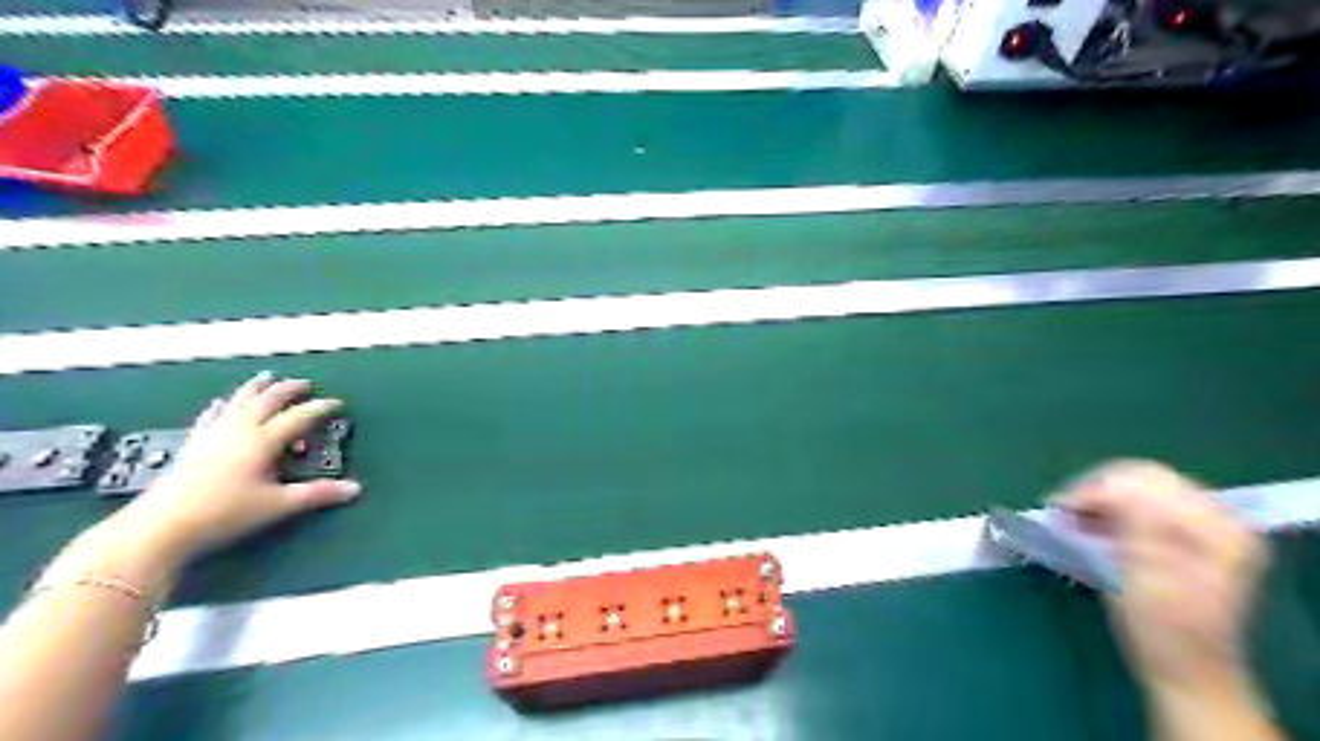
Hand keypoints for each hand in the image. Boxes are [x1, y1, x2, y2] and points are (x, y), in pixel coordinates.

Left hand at [110, 372, 359, 563]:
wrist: (161, 527)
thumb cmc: (224, 514)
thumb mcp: (278, 505)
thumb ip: (317, 494)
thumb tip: (355, 489)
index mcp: (262, 441)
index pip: (298, 417)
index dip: (320, 408)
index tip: (336, 404)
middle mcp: (238, 431)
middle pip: (267, 401)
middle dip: (288, 390)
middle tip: (305, 384)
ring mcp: (212, 435)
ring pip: (238, 402)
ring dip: (255, 389)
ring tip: (266, 378)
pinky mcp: (193, 446)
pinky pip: (211, 417)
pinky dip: (221, 407)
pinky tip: (219, 403)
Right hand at [1053, 462, 1267, 690]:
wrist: (1185, 671)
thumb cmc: (1162, 631)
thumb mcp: (1145, 576)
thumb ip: (1135, 524)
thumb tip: (1107, 485)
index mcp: (1215, 526)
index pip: (1145, 479)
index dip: (1097, 487)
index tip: (1058, 508)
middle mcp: (1214, 518)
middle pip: (1141, 478)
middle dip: (1095, 489)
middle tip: (1060, 511)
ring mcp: (1200, 526)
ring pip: (1135, 488)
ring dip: (1098, 500)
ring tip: (1068, 521)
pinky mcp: (1182, 536)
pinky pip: (1137, 504)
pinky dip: (1108, 511)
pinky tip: (1086, 527)